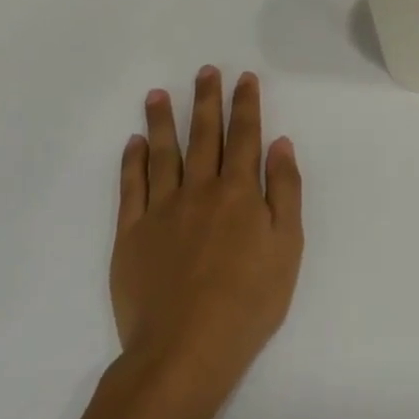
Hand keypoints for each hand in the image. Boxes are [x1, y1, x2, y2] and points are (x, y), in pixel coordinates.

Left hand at [112, 67, 302, 400]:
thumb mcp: (287, 247)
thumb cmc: (249, 301)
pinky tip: (135, 142)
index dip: (246, 105)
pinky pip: (131, 187)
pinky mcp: (131, 233)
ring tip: (159, 94)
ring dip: (163, 120)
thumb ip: (285, 192)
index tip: (244, 78)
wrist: (186, 348)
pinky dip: (133, 161)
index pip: (245, 137)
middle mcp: (200, 190)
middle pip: (204, 136)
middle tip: (205, 70)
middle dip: (207, 100)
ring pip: (163, 153)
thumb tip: (280, 145)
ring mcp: (162, 210)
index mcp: (241, 193)